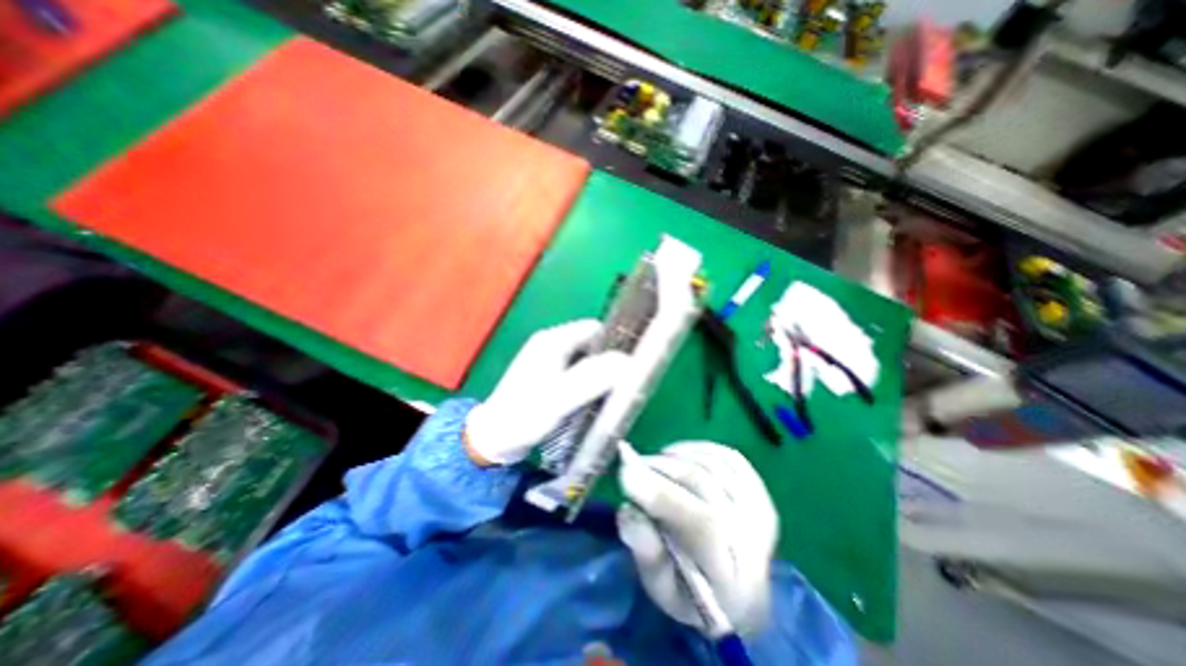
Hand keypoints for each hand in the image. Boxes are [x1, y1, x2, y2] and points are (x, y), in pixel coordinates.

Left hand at [462, 321, 629, 465]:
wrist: (493, 439)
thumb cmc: (524, 415)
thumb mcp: (560, 397)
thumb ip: (592, 378)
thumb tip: (627, 361)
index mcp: (553, 340)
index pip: (594, 328)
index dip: (614, 343)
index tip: (629, 365)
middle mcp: (551, 344)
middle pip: (591, 343)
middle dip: (608, 361)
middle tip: (622, 383)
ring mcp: (549, 360)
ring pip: (585, 359)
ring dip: (599, 373)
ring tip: (611, 393)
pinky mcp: (548, 376)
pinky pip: (577, 372)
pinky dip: (588, 382)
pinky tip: (593, 399)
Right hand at [621, 443, 779, 634]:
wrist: (739, 599)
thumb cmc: (690, 594)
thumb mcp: (660, 586)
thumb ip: (645, 550)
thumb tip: (628, 509)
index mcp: (730, 577)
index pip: (701, 524)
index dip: (661, 493)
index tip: (626, 473)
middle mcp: (754, 540)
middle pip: (705, 484)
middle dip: (661, 468)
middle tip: (634, 466)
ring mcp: (760, 512)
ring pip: (713, 465)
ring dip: (676, 457)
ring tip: (654, 465)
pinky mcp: (761, 492)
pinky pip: (728, 456)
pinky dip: (697, 449)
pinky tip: (679, 456)